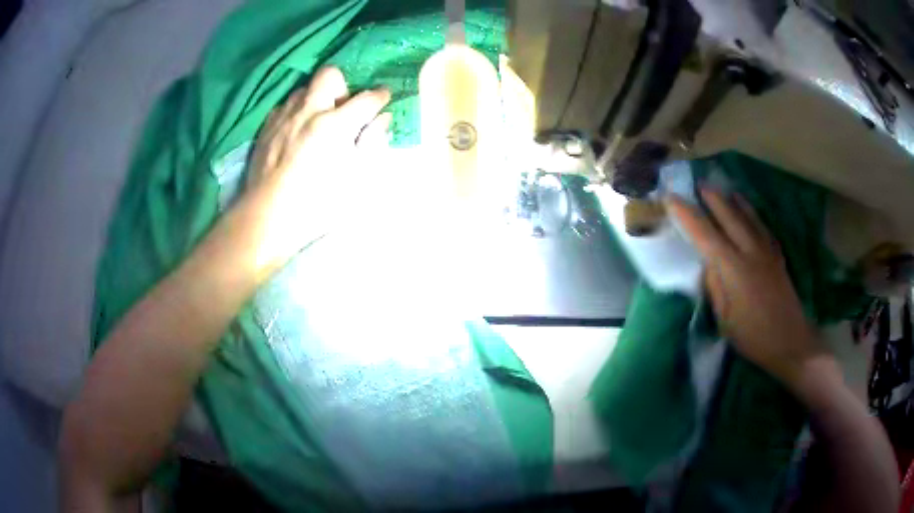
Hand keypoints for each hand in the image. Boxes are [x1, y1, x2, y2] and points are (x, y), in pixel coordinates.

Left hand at [245, 67, 390, 273]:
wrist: (267, 218)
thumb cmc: (318, 204)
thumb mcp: (357, 179)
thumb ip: (373, 143)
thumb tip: (383, 119)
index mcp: (335, 124)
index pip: (367, 98)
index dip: (381, 96)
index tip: (384, 97)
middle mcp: (309, 111)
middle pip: (329, 75)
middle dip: (343, 85)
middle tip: (344, 108)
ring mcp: (284, 117)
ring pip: (304, 89)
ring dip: (317, 98)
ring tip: (318, 121)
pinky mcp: (266, 128)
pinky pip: (285, 106)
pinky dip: (296, 112)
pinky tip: (296, 132)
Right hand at [666, 188, 824, 387]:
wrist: (790, 342)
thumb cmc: (753, 337)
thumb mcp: (725, 320)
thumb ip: (715, 287)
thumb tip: (708, 264)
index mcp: (734, 269)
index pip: (705, 235)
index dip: (687, 216)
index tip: (671, 199)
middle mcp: (751, 252)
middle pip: (729, 217)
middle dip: (712, 199)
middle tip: (697, 184)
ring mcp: (767, 251)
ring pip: (748, 217)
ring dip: (733, 200)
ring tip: (722, 189)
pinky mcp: (777, 256)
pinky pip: (762, 226)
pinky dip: (752, 213)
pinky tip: (748, 209)